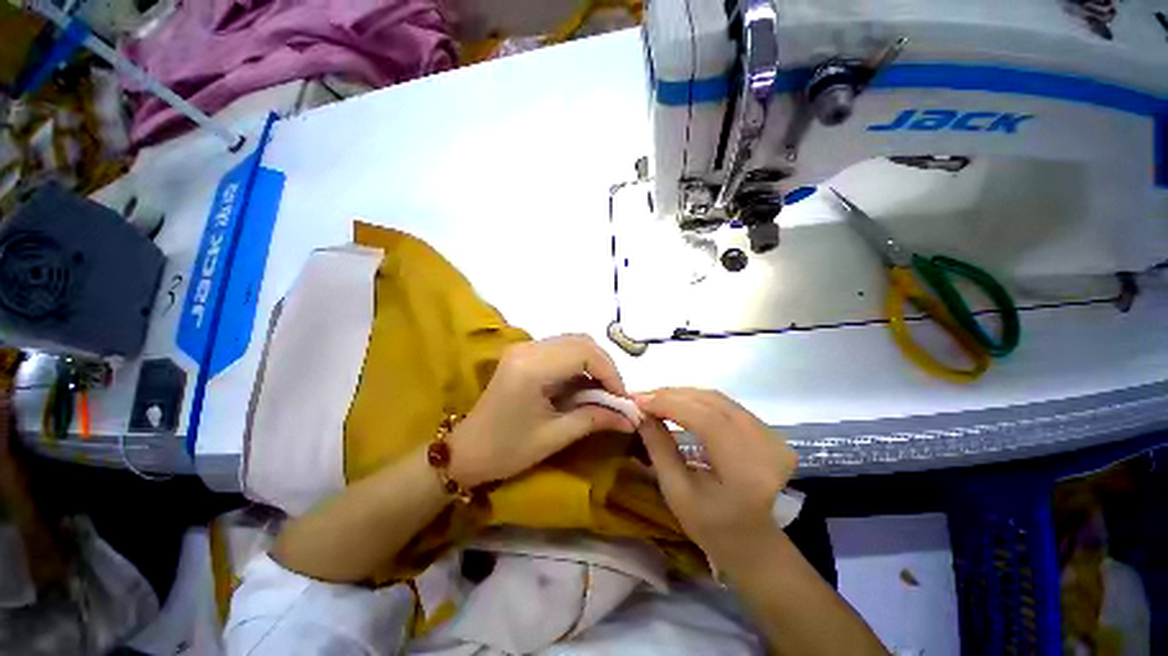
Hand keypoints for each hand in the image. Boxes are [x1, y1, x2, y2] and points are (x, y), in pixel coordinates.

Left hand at [448, 335, 636, 486]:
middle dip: (605, 366)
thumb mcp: (554, 437)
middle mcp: (528, 348)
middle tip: (615, 395)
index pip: (585, 353)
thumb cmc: (506, 451)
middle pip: (581, 341)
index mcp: (532, 367)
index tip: (622, 399)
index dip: (611, 373)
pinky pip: (561, 349)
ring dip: (593, 363)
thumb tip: (632, 417)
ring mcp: (524, 347)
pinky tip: (583, 385)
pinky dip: (579, 363)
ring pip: (573, 342)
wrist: (464, 451)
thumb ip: (595, 419)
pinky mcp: (523, 353)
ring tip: (603, 391)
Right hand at [635, 388, 797, 564]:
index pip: (705, 419)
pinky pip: (726, 405)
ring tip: (655, 399)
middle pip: (711, 402)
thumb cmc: (713, 528)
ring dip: (683, 395)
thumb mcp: (678, 493)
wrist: (758, 545)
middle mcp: (765, 445)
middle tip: (642, 397)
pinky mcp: (769, 431)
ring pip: (718, 399)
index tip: (638, 400)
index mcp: (745, 470)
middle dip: (672, 395)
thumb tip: (641, 414)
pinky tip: (679, 404)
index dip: (669, 404)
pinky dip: (698, 400)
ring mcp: (771, 436)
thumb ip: (659, 449)